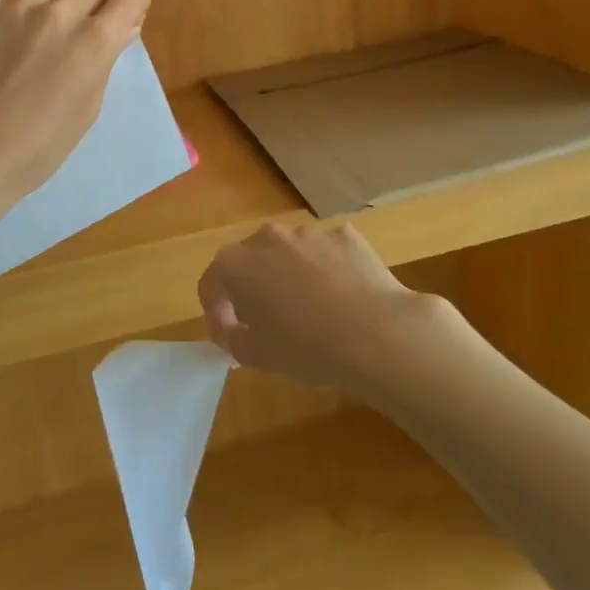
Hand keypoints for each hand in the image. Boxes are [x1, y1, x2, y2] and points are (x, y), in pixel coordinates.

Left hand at [0, 0, 150, 214]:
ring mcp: (16, 8)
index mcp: (95, 40)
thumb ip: (107, 60)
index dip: (133, 7)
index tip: (123, 25)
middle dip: (98, 7)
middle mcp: (61, 14)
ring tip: (51, 12)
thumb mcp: (89, 109)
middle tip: (83, 35)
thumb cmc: (41, 147)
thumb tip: (123, 28)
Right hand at [197, 222, 443, 397]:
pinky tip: (343, 298)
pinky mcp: (344, 234)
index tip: (229, 337)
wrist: (377, 334)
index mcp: (237, 264)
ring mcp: (309, 232)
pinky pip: (325, 252)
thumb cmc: (307, 349)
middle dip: (252, 287)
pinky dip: (327, 270)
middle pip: (250, 260)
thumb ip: (233, 338)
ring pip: (289, 253)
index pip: (212, 283)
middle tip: (267, 322)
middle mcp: (268, 237)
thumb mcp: (257, 357)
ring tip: (310, 311)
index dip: (216, 312)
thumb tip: (233, 329)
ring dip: (290, 275)